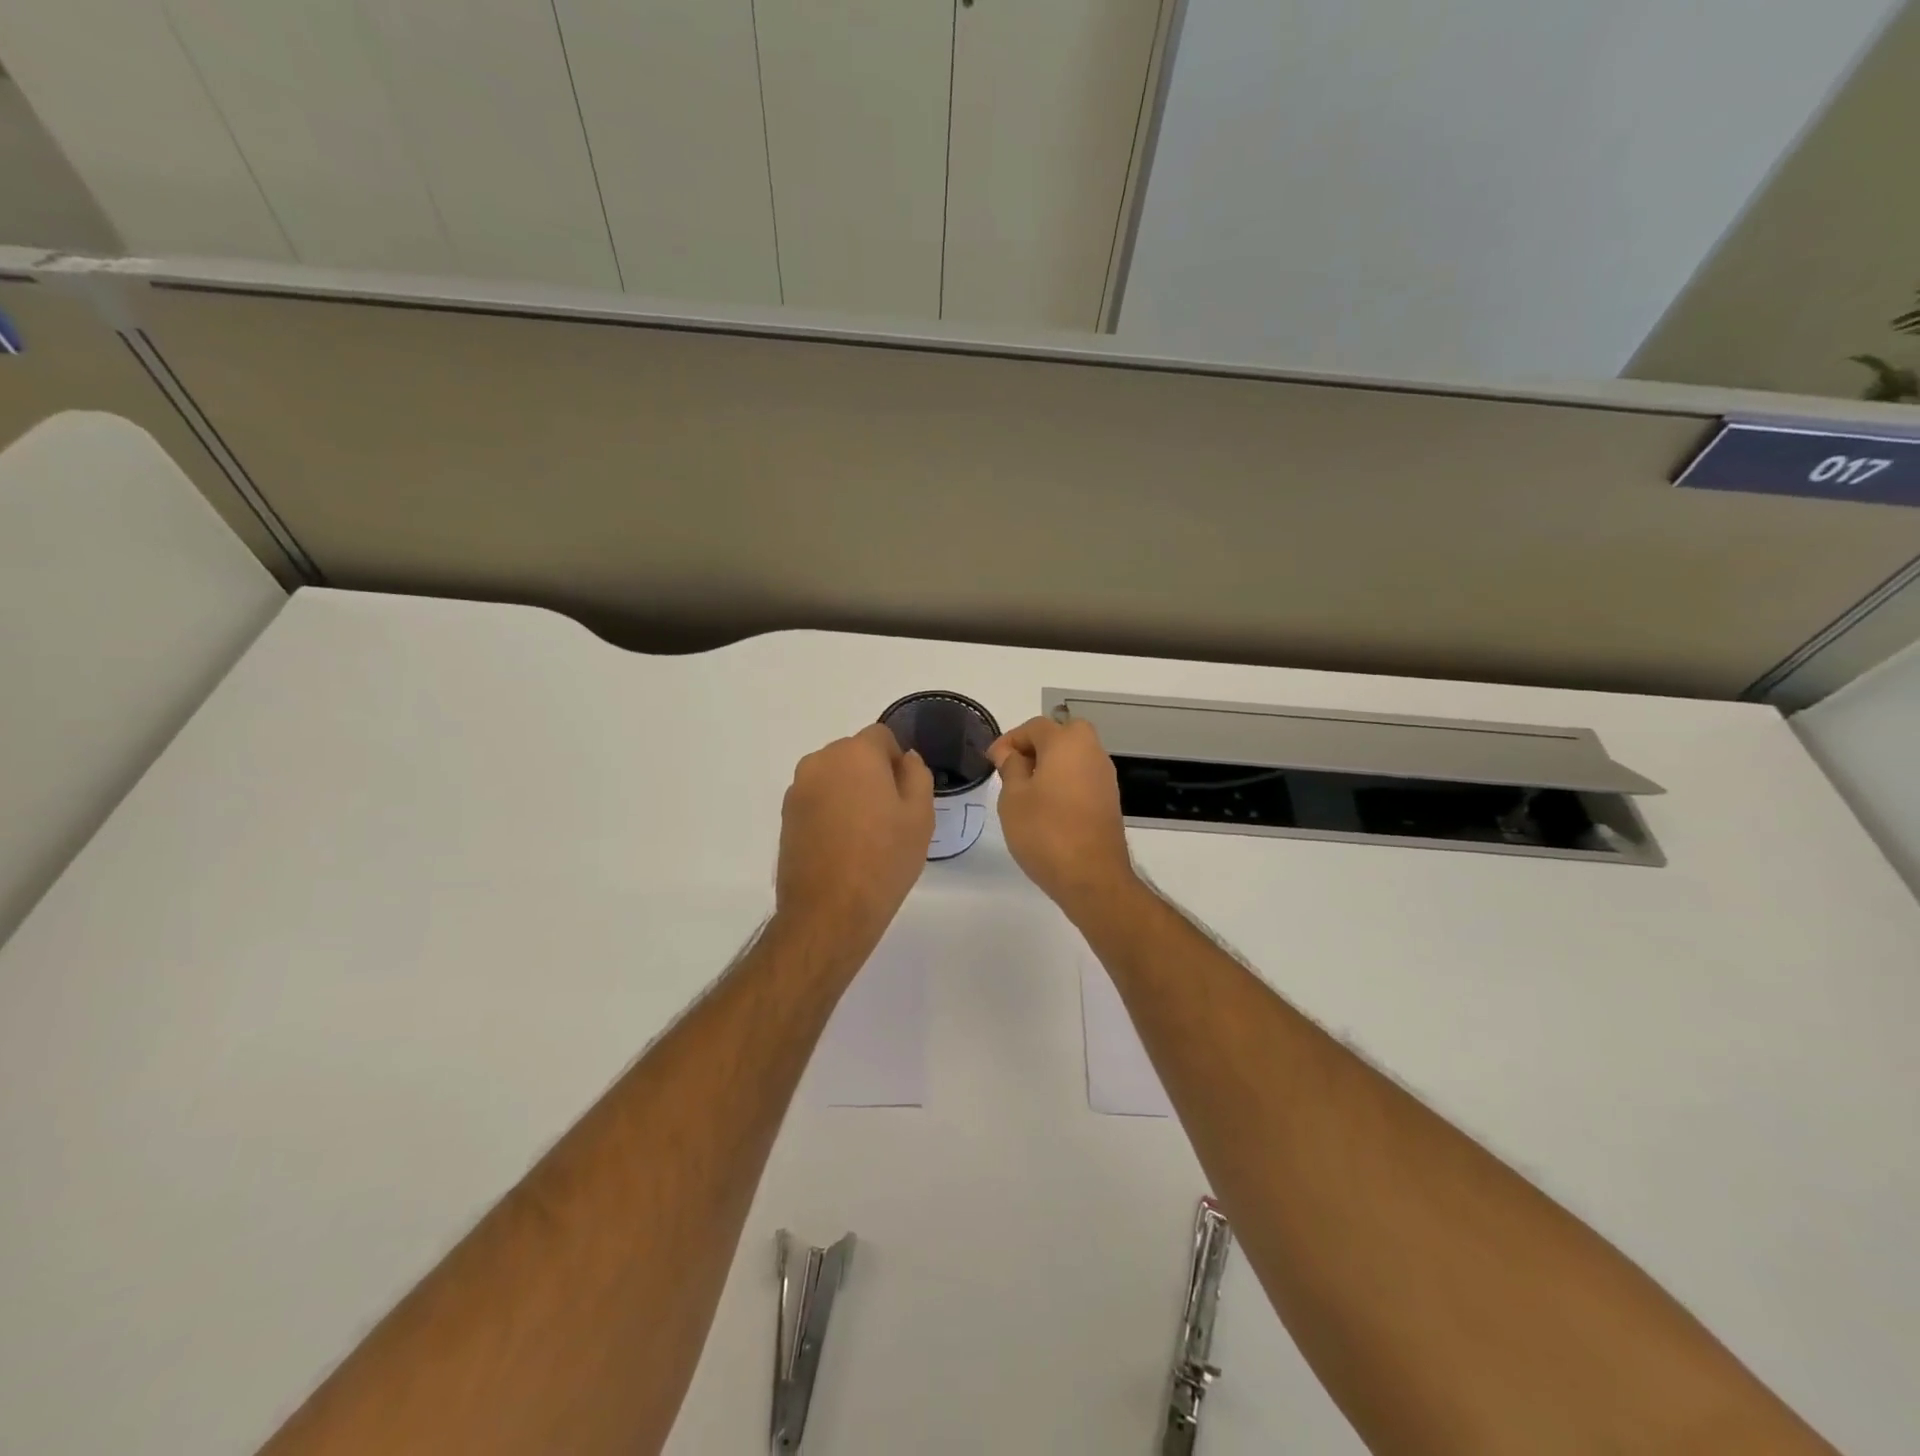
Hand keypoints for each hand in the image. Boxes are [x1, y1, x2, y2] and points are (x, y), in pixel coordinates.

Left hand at [775, 722, 934, 954]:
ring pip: (833, 777)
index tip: (905, 795)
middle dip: (872, 774)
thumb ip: (917, 775)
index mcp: (855, 754)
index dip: (897, 761)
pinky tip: (842, 847)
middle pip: (854, 754)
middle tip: (889, 817)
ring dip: (849, 793)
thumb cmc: (884, 859)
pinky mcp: (785, 817)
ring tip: (864, 835)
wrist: (829, 911)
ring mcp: (797, 790)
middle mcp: (820, 762)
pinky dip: (830, 812)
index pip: (881, 736)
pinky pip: (816, 800)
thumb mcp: (920, 815)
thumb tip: (905, 760)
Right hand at [987, 716, 1137, 917]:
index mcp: (1067, 742)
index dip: (1009, 740)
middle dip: (1034, 747)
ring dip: (1050, 765)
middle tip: (1012, 770)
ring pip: (1073, 756)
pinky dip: (1064, 782)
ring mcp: (1105, 776)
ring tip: (1026, 791)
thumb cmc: (1045, 832)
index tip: (992, 761)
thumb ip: (1010, 767)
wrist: (1092, 877)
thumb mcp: (1013, 798)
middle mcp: (1092, 751)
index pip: (1034, 727)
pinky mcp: (1109, 799)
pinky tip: (1047, 807)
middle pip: (1060, 735)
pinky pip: (1082, 777)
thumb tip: (1009, 752)